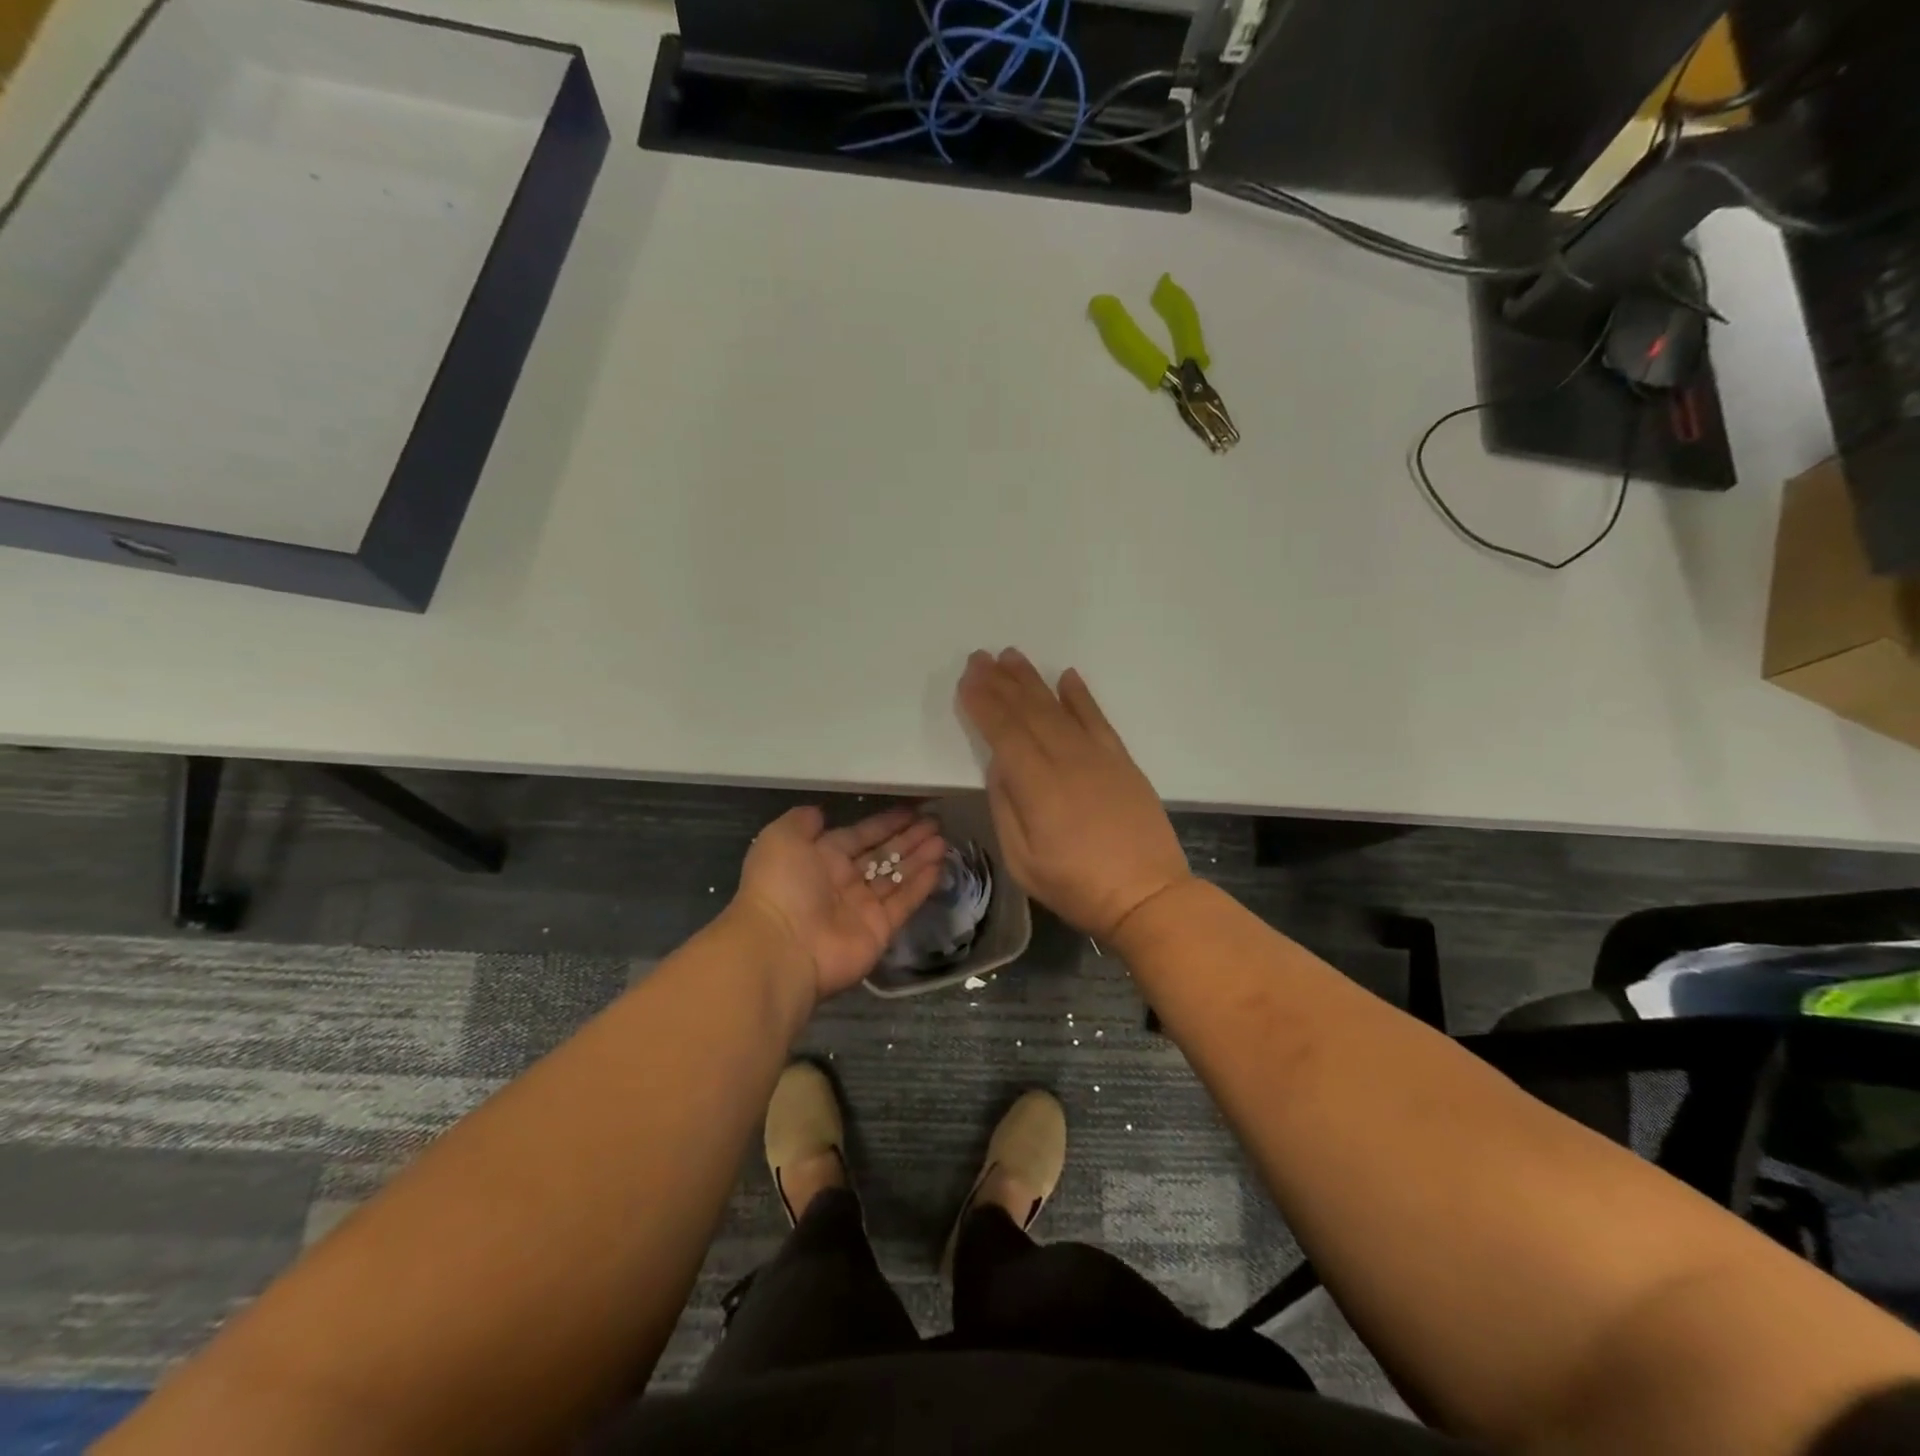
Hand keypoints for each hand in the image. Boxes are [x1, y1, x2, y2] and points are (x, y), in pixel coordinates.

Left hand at [731, 806, 945, 1001]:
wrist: (782, 947)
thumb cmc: (781, 886)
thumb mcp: (781, 838)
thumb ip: (802, 821)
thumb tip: (821, 812)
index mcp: (820, 858)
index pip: (860, 835)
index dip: (885, 823)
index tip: (911, 809)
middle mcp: (843, 882)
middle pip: (882, 855)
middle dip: (908, 838)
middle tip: (936, 822)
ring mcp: (863, 907)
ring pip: (897, 877)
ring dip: (919, 858)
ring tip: (944, 840)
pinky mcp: (880, 929)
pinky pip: (904, 902)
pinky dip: (921, 885)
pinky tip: (939, 865)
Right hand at [957, 648, 1190, 941]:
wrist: (1148, 896)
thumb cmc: (1076, 886)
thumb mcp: (1023, 860)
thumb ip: (1006, 807)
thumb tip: (999, 764)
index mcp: (1037, 786)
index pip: (1004, 732)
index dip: (983, 704)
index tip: (967, 680)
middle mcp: (1067, 760)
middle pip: (1029, 711)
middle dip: (1001, 682)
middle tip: (981, 657)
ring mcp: (1099, 757)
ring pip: (1060, 708)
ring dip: (1033, 681)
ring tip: (1012, 657)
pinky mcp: (1122, 762)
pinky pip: (1098, 719)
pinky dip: (1081, 696)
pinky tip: (1067, 677)